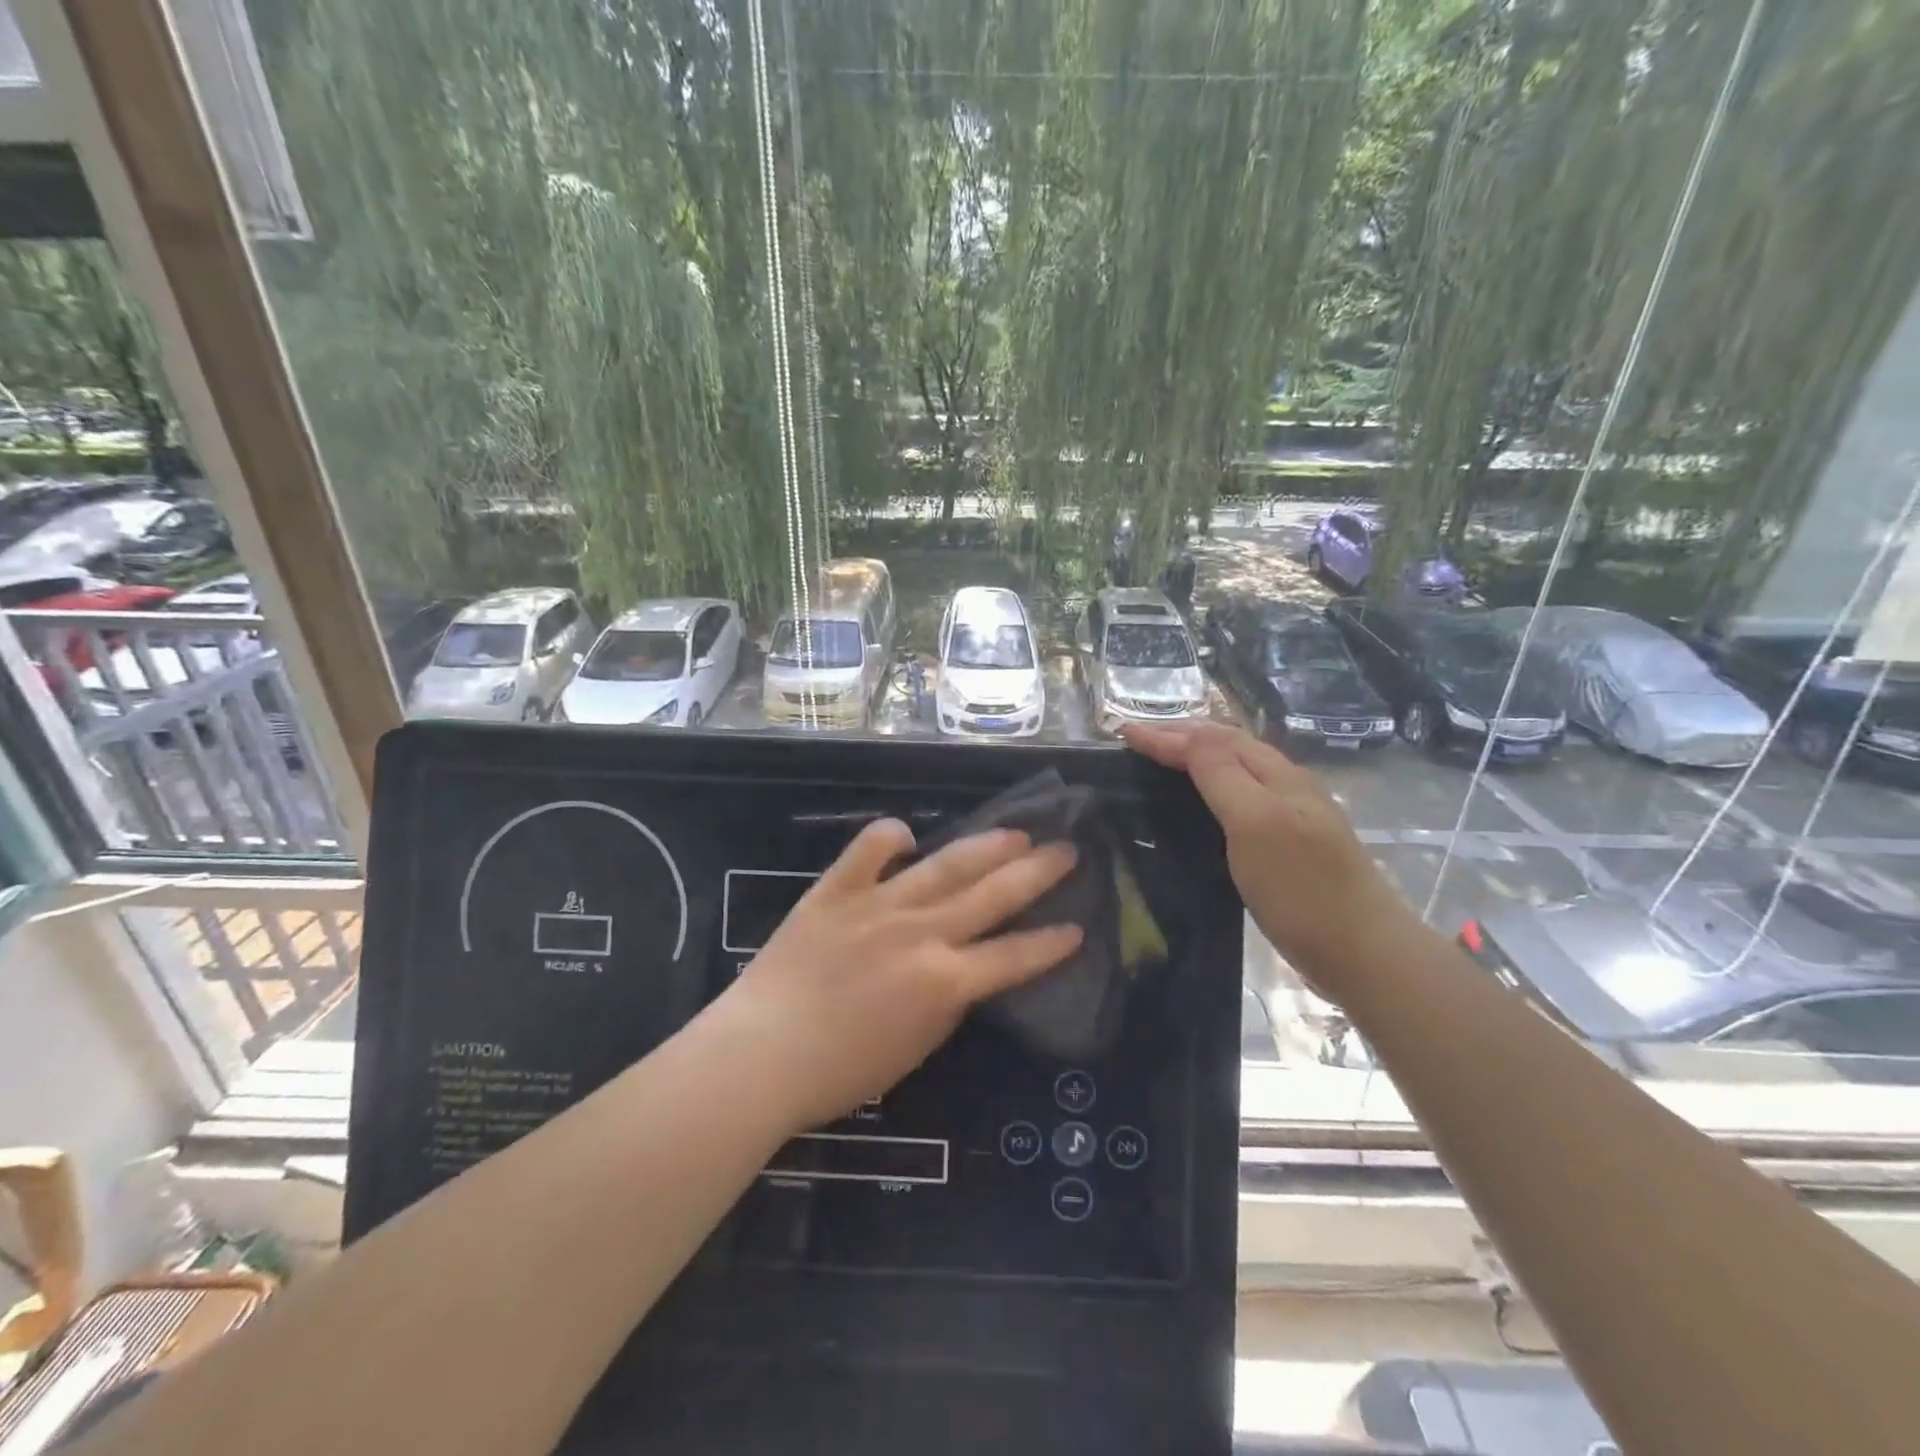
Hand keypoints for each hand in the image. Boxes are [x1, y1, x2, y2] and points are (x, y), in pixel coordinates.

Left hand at [719, 820, 1081, 1134]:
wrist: (760, 1053)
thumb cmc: (839, 1071)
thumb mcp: (914, 1048)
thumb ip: (946, 1002)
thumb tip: (964, 969)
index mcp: (944, 981)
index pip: (1014, 956)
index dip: (1051, 943)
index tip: (1079, 926)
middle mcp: (921, 933)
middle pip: (992, 895)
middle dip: (1037, 872)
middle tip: (1066, 849)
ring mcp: (878, 904)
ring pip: (945, 865)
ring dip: (987, 846)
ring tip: (1016, 831)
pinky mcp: (836, 890)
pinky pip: (868, 850)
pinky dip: (890, 836)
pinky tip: (907, 834)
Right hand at [1123, 721, 1413, 994]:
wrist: (1364, 953)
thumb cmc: (1302, 888)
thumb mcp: (1256, 823)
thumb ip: (1223, 775)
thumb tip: (1189, 735)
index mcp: (1277, 775)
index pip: (1213, 740)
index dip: (1167, 735)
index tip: (1123, 734)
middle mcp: (1286, 787)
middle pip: (1229, 747)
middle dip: (1183, 737)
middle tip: (1139, 742)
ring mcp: (1293, 817)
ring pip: (1238, 772)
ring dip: (1198, 759)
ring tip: (1163, 763)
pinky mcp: (1291, 848)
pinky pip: (1243, 801)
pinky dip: (1213, 790)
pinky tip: (1203, 809)